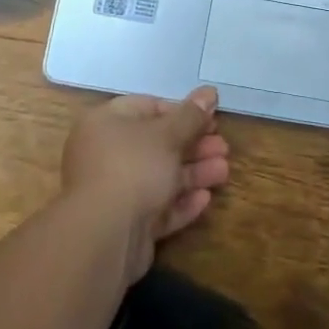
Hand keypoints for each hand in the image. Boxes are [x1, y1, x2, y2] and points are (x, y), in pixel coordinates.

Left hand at [61, 87, 230, 284]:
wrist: (104, 236)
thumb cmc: (133, 167)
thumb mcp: (168, 135)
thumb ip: (191, 115)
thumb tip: (209, 92)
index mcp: (106, 123)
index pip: (147, 107)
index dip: (181, 111)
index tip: (210, 118)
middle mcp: (106, 154)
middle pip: (157, 144)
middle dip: (193, 146)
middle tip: (223, 147)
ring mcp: (114, 192)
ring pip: (159, 177)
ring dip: (193, 174)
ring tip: (224, 172)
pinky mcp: (125, 225)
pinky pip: (156, 207)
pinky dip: (180, 202)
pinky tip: (205, 199)